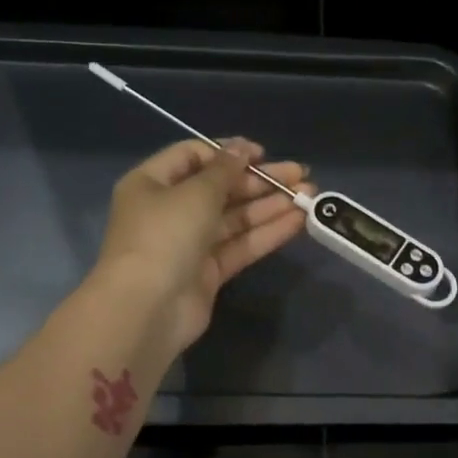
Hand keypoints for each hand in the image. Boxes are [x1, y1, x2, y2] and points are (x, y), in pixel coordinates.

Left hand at [94, 137, 313, 354]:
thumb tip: (242, 148)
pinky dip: (266, 233)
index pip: (194, 156)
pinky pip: (240, 245)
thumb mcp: (196, 193)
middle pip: (220, 188)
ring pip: (235, 218)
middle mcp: (170, 210)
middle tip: (301, 174)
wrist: (147, 309)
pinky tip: (297, 221)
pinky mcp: (208, 272)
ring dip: (270, 206)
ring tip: (309, 195)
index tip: (263, 154)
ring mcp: (190, 243)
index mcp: (153, 183)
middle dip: (260, 181)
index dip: (229, 153)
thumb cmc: (164, 236)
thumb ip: (225, 170)